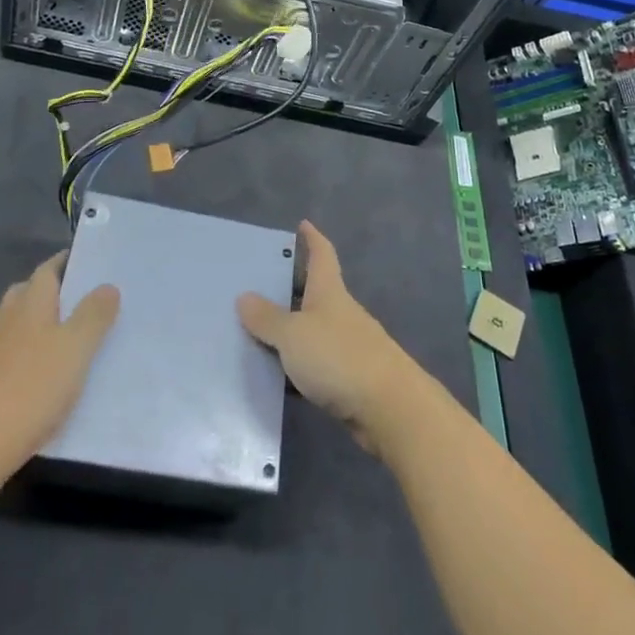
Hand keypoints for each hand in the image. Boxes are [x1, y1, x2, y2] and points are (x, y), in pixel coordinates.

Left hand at [0, 252, 118, 493]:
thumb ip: (93, 315)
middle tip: (94, 296)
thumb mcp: (74, 348)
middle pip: (34, 294)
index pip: (48, 269)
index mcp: (31, 303)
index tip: (97, 261)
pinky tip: (68, 376)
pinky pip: (28, 358)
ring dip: (55, 325)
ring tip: (89, 334)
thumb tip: (108, 286)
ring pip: (30, 327)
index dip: (70, 262)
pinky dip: (46, 357)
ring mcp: (1, 355)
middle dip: (61, 291)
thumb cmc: (29, 387)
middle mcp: (13, 322)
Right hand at [237, 220, 425, 451]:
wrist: (389, 409)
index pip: (322, 255)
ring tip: (258, 332)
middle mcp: (341, 313)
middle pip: (316, 293)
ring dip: (292, 330)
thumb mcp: (293, 335)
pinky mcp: (351, 379)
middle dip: (292, 288)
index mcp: (329, 292)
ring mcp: (349, 346)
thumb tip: (244, 297)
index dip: (312, 238)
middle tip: (260, 284)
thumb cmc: (338, 358)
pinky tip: (278, 376)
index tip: (303, 224)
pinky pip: (317, 364)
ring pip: (314, 330)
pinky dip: (299, 365)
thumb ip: (267, 319)